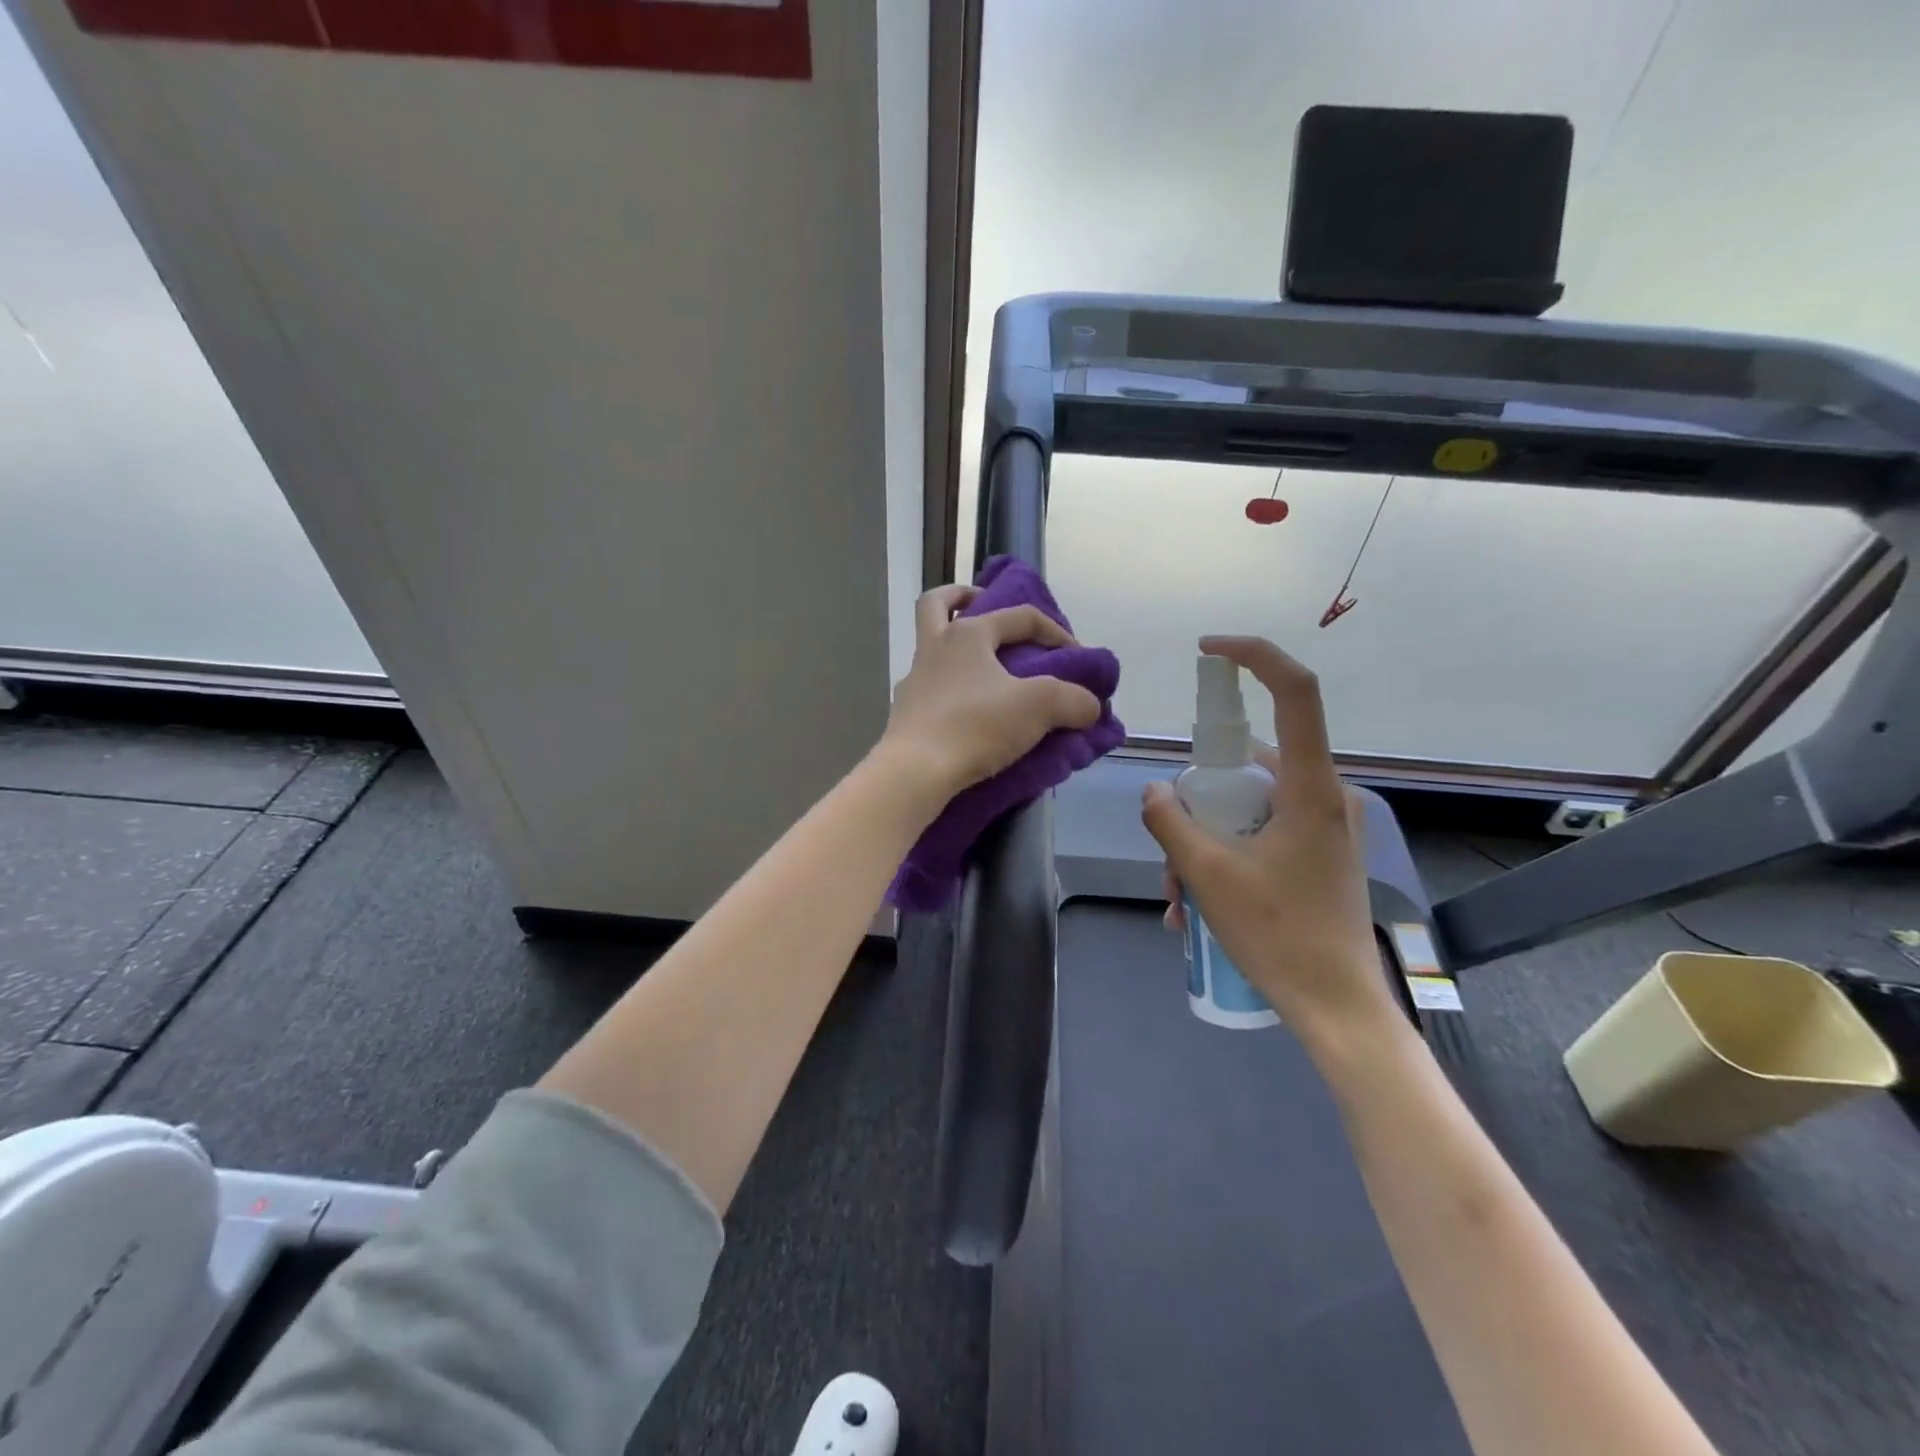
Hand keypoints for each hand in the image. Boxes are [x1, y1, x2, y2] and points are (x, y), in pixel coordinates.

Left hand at [878, 583, 1101, 805]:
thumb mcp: (1039, 707)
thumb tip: (1090, 706)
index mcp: (967, 634)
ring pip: (932, 648)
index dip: (1057, 632)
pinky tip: (969, 711)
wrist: (916, 771)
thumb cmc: (976, 726)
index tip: (1080, 658)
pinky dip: (950, 690)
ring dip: (956, 648)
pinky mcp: (906, 714)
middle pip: (938, 604)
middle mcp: (935, 648)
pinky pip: (930, 688)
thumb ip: (1073, 700)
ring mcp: (915, 681)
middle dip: (962, 597)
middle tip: (985, 606)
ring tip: (986, 671)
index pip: (1020, 616)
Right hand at [1140, 636, 1396, 1045]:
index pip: (1296, 692)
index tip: (1209, 650)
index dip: (1255, 656)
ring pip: (1249, 805)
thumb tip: (1154, 791)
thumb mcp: (1208, 875)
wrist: (1338, 1007)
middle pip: (1250, 764)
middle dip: (1199, 801)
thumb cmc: (1279, 935)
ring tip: (1181, 898)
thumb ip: (1171, 822)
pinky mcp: (1319, 852)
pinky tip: (1199, 906)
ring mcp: (1324, 826)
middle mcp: (1324, 796)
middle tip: (1172, 856)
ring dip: (1205, 840)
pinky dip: (1226, 855)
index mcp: (1309, 788)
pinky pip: (1261, 832)